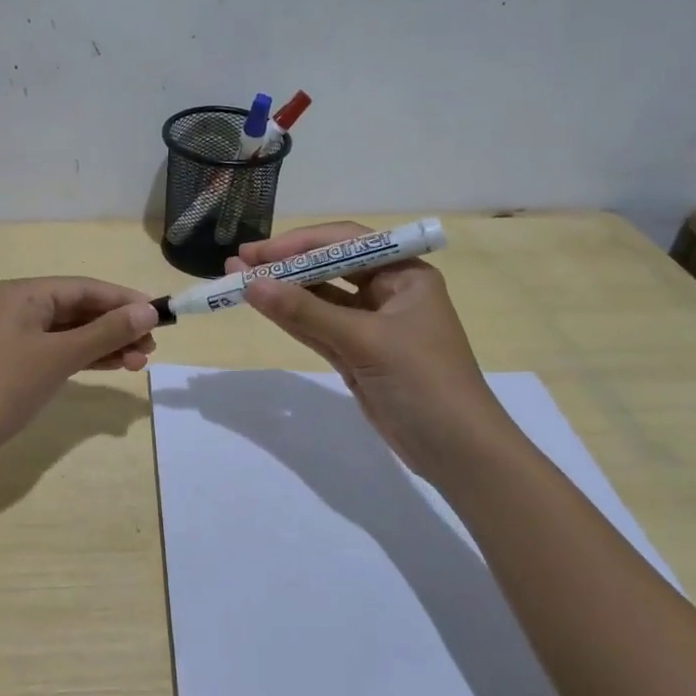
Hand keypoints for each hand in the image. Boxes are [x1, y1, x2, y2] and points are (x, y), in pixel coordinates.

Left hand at [0, 277, 159, 458]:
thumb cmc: (3, 386)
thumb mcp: (59, 356)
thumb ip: (106, 332)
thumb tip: (149, 310)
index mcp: (24, 293)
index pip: (84, 287)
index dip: (124, 300)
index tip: (160, 315)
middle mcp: (19, 307)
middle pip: (79, 309)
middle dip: (117, 326)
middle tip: (152, 347)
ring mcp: (16, 336)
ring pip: (72, 332)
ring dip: (106, 344)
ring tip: (141, 362)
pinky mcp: (16, 363)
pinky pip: (59, 351)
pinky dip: (86, 358)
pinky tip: (114, 366)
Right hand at [227, 223, 518, 473]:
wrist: (458, 453)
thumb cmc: (423, 382)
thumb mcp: (365, 341)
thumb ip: (305, 311)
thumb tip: (250, 283)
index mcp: (405, 274)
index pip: (346, 243)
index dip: (299, 243)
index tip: (258, 253)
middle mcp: (389, 292)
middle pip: (329, 268)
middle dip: (285, 265)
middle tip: (238, 264)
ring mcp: (371, 325)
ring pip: (319, 299)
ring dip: (282, 291)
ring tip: (237, 281)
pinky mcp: (358, 354)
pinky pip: (318, 327)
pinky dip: (291, 318)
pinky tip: (261, 306)